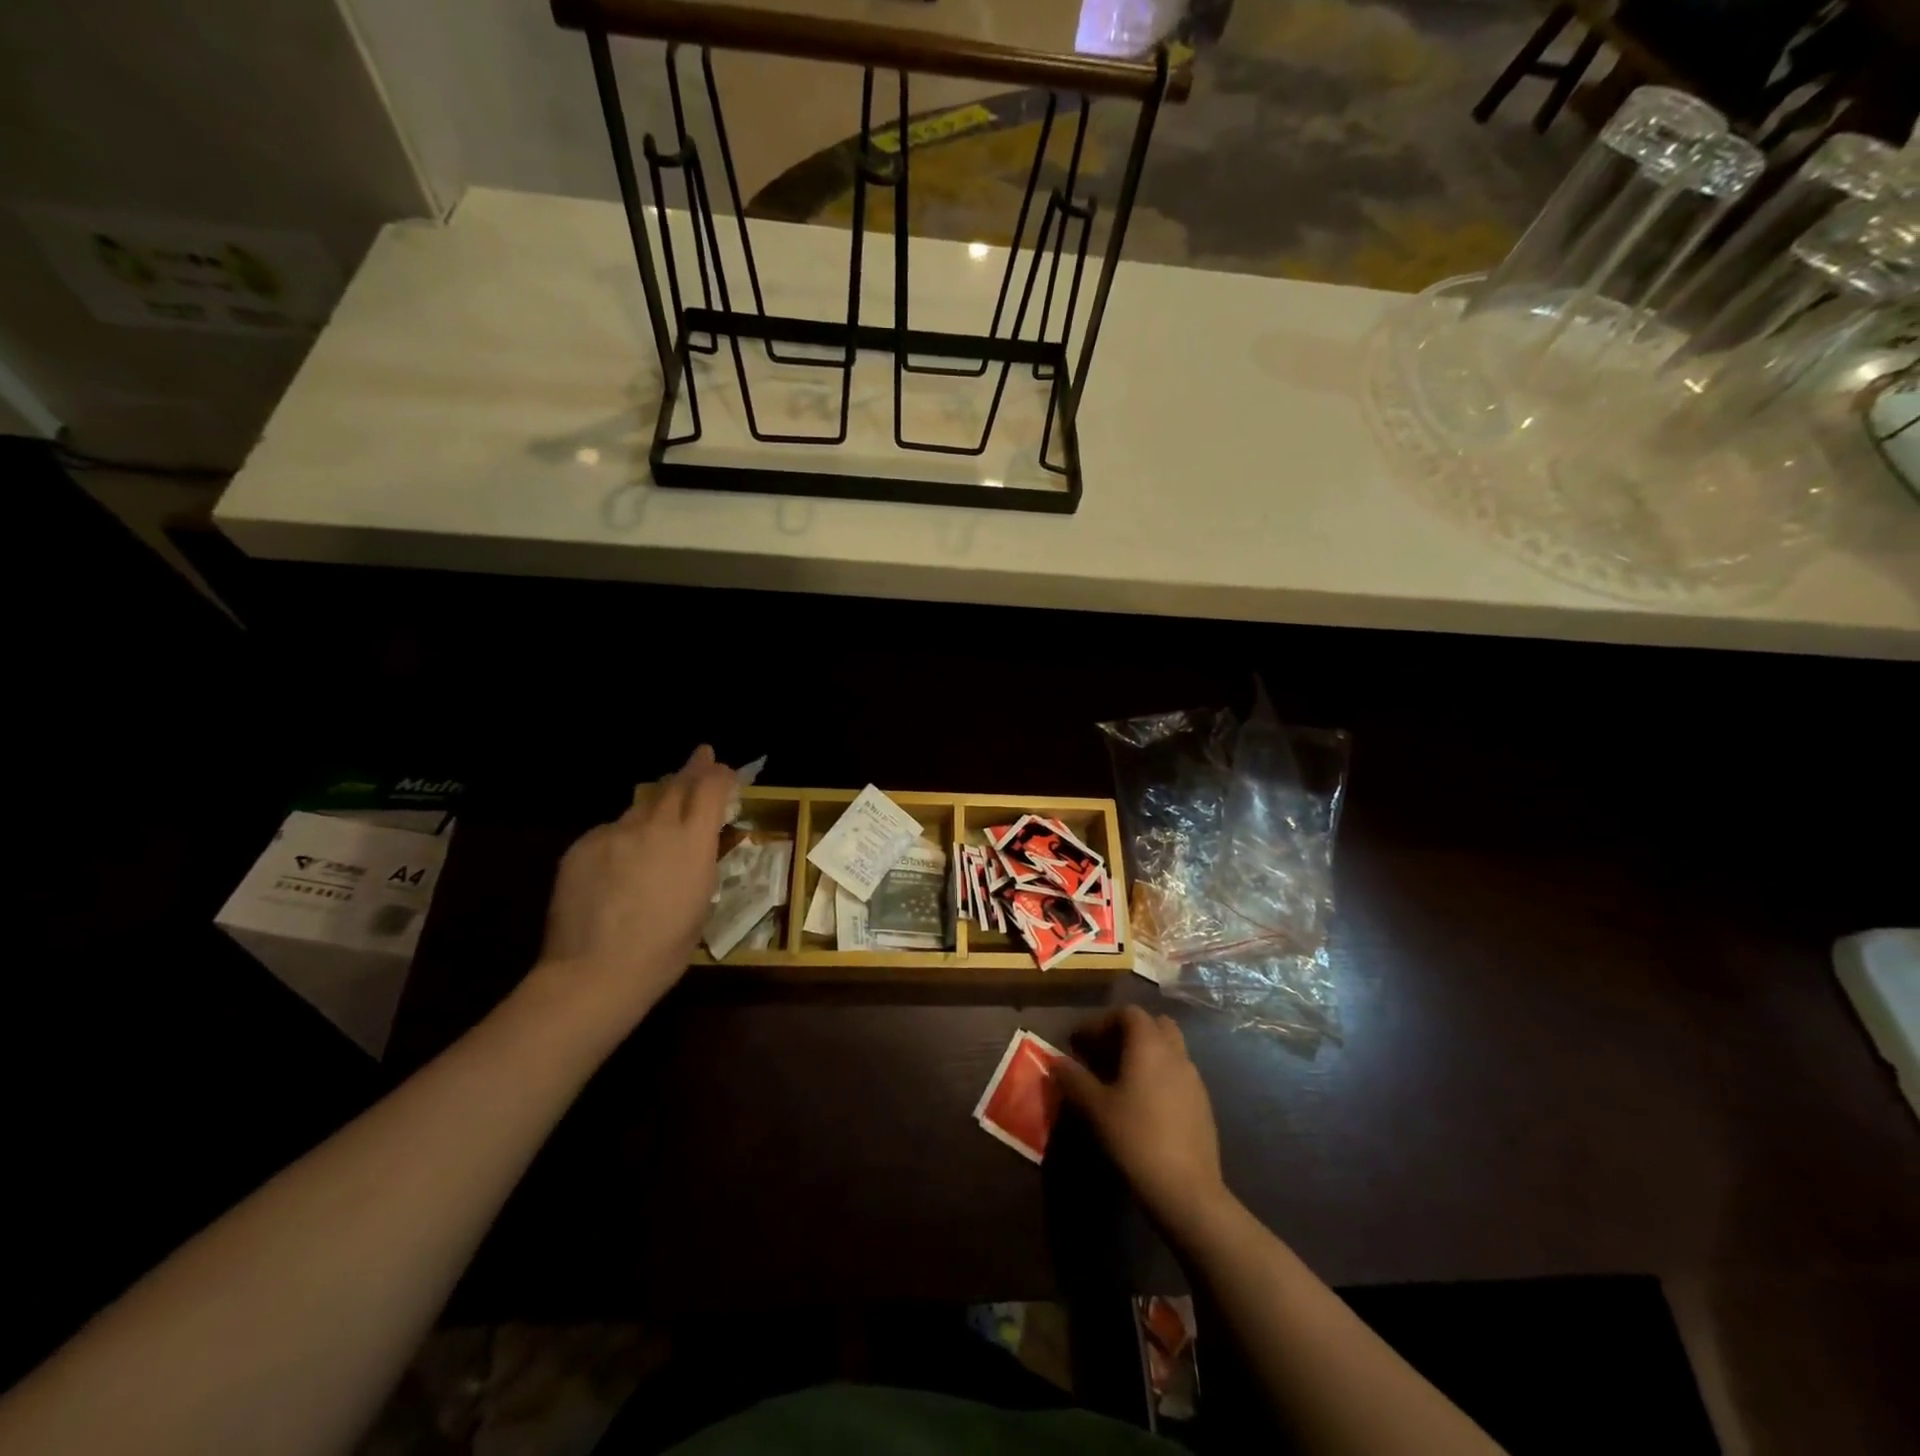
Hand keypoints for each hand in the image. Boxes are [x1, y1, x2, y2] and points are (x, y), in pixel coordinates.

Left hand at [538, 745, 734, 1020]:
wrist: (596, 972)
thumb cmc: (664, 950)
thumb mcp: (700, 902)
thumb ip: (697, 862)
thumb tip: (692, 847)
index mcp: (693, 842)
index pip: (711, 790)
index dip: (721, 776)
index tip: (726, 771)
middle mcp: (655, 826)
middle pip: (676, 786)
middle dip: (692, 769)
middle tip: (701, 756)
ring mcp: (615, 833)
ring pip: (640, 807)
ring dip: (656, 804)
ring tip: (662, 807)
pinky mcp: (582, 847)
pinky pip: (609, 832)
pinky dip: (622, 836)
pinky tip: (620, 860)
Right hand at [1055, 1005, 1230, 1233]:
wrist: (1187, 1190)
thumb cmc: (1136, 1139)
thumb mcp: (1095, 1108)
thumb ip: (1074, 1079)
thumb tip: (1056, 1061)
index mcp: (1149, 1045)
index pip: (1128, 1013)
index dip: (1101, 1022)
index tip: (1080, 1043)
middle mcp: (1175, 1053)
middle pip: (1154, 1024)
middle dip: (1127, 1032)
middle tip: (1103, 1054)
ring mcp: (1194, 1079)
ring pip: (1169, 1049)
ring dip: (1145, 1053)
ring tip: (1120, 1079)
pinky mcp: (1203, 1104)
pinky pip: (1178, 1074)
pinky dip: (1159, 1075)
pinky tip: (1143, 1104)